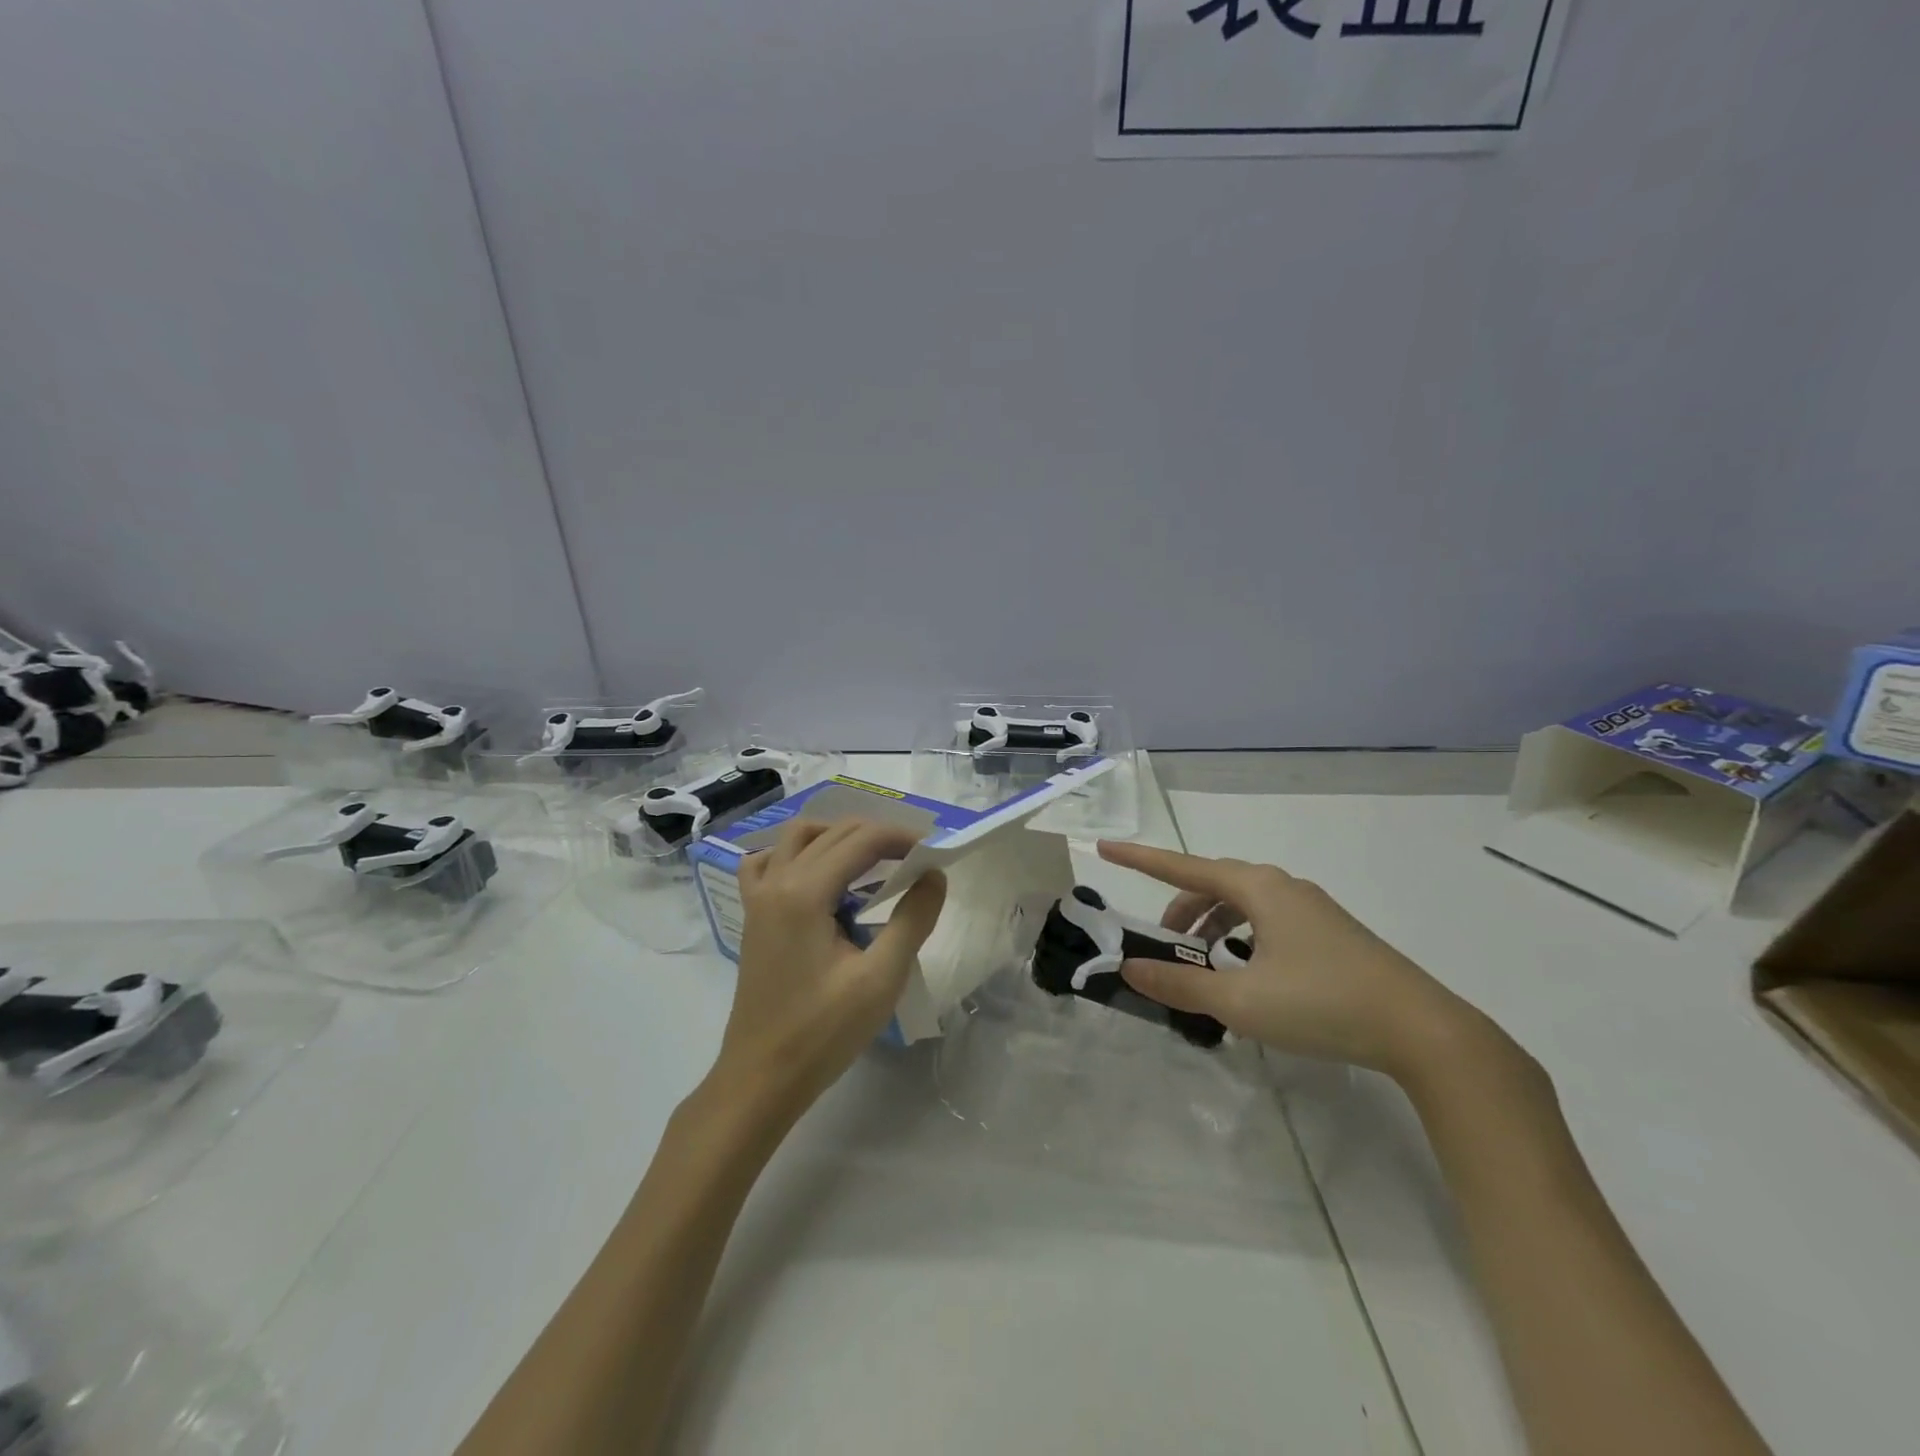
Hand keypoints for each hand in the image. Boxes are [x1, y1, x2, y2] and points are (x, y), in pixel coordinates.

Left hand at [717, 819, 946, 1119]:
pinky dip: (797, 854)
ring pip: (798, 837)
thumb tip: (934, 875)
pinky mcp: (753, 916)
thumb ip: (912, 919)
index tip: (935, 852)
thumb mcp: (880, 978)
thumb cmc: (823, 1032)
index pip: (861, 840)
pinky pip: (769, 863)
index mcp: (805, 892)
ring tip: (873, 860)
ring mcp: (759, 898)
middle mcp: (777, 881)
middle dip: (877, 835)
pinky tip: (819, 876)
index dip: (902, 837)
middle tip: (915, 858)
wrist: (762, 1078)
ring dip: (838, 836)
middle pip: (832, 832)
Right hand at [1096, 841, 1490, 1084]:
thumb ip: (1181, 984)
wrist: (1422, 1030)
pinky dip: (1241, 936)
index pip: (1183, 867)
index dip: (1140, 860)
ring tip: (1202, 963)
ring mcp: (1310, 908)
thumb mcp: (1241, 1000)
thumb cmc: (1322, 1004)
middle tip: (1161, 940)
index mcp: (1258, 889)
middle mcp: (1282, 886)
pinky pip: (1267, 920)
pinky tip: (1245, 972)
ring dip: (1211, 925)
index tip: (1105, 850)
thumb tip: (1131, 969)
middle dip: (1180, 907)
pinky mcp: (1329, 932)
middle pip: (1213, 884)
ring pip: (1242, 903)